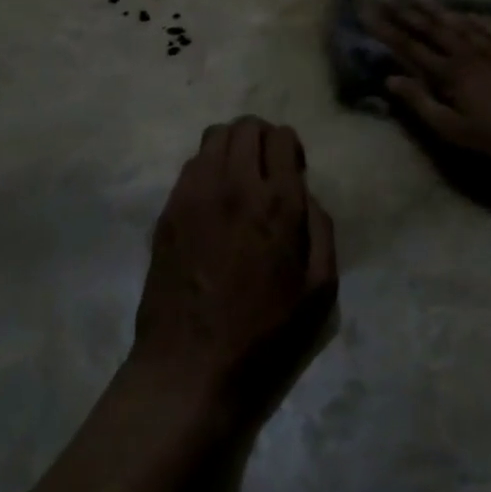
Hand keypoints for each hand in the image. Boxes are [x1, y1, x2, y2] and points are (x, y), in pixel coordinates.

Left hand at [131, 118, 337, 420]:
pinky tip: (212, 202)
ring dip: (232, 147)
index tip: (292, 171)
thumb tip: (307, 195)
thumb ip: (322, 230)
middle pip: (246, 126)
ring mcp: (195, 193)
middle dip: (262, 138)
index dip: (290, 147)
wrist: (190, 365)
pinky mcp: (168, 209)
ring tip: (237, 179)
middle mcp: (235, 184)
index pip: (282, 137)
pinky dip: (207, 168)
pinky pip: (190, 165)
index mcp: (278, 202)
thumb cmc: (264, 334)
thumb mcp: (320, 292)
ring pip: (214, 137)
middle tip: (266, 168)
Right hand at [365, 0, 490, 166]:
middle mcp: (469, 54)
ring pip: (460, 24)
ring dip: (437, 10)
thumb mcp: (458, 132)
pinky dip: (479, 19)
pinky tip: (471, 13)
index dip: (386, 29)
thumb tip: (390, 79)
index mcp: (451, 74)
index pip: (410, 47)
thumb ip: (422, 104)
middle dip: (405, 12)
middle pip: (432, 29)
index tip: (366, 10)